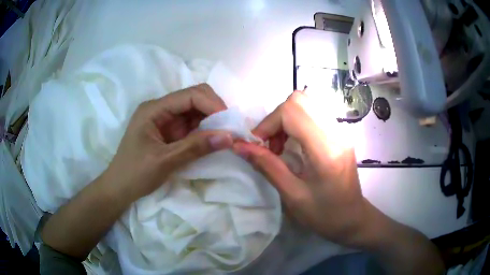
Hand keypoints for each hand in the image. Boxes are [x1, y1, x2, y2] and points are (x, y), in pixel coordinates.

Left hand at [105, 83, 233, 202]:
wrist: (119, 188)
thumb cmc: (136, 174)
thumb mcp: (165, 161)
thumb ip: (196, 147)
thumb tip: (229, 137)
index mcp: (154, 109)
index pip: (189, 95)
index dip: (212, 105)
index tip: (229, 124)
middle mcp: (160, 108)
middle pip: (194, 97)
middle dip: (214, 109)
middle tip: (229, 128)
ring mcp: (164, 119)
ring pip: (194, 110)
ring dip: (211, 120)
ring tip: (225, 135)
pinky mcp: (168, 130)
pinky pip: (191, 124)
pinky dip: (204, 130)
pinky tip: (212, 139)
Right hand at [232, 91, 366, 244]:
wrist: (353, 218)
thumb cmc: (324, 215)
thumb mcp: (292, 195)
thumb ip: (266, 166)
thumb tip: (239, 146)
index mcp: (325, 149)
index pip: (292, 111)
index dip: (268, 123)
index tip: (258, 145)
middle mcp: (336, 132)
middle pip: (299, 100)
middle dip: (276, 119)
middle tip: (271, 145)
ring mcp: (341, 130)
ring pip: (306, 104)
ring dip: (286, 120)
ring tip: (281, 146)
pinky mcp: (340, 133)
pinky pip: (313, 113)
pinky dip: (296, 123)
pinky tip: (294, 145)